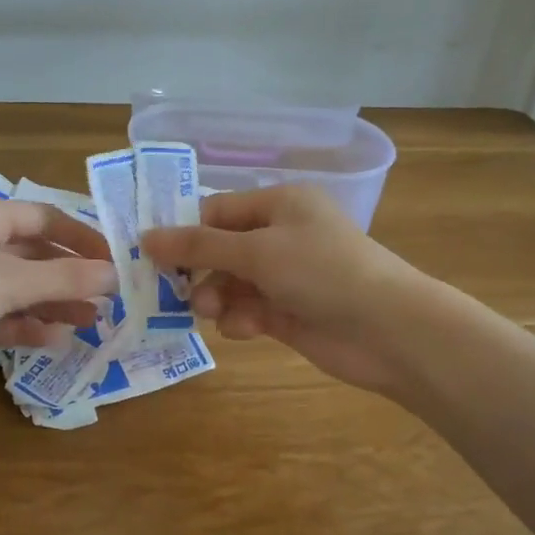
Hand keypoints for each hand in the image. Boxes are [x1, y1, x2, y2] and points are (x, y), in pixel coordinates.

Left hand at [0, 197, 116, 392]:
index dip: (82, 238)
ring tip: (90, 323)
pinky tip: (53, 341)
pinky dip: (23, 326)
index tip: (114, 262)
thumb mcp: (12, 280)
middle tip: (107, 300)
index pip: (46, 217)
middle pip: (33, 255)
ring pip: (16, 289)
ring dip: (51, 305)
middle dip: (69, 278)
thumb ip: (66, 278)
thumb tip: (115, 275)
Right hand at [141, 185, 431, 394]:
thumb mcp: (256, 251)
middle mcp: (282, 235)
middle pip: (221, 249)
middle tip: (173, 291)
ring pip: (231, 283)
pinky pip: (248, 310)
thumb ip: (199, 247)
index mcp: (280, 204)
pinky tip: (244, 329)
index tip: (150, 255)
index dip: (184, 232)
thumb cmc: (321, 271)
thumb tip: (145, 238)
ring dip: (217, 297)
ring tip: (212, 312)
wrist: (388, 330)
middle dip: (199, 271)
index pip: (218, 211)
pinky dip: (241, 319)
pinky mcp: (289, 312)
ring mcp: (286, 276)